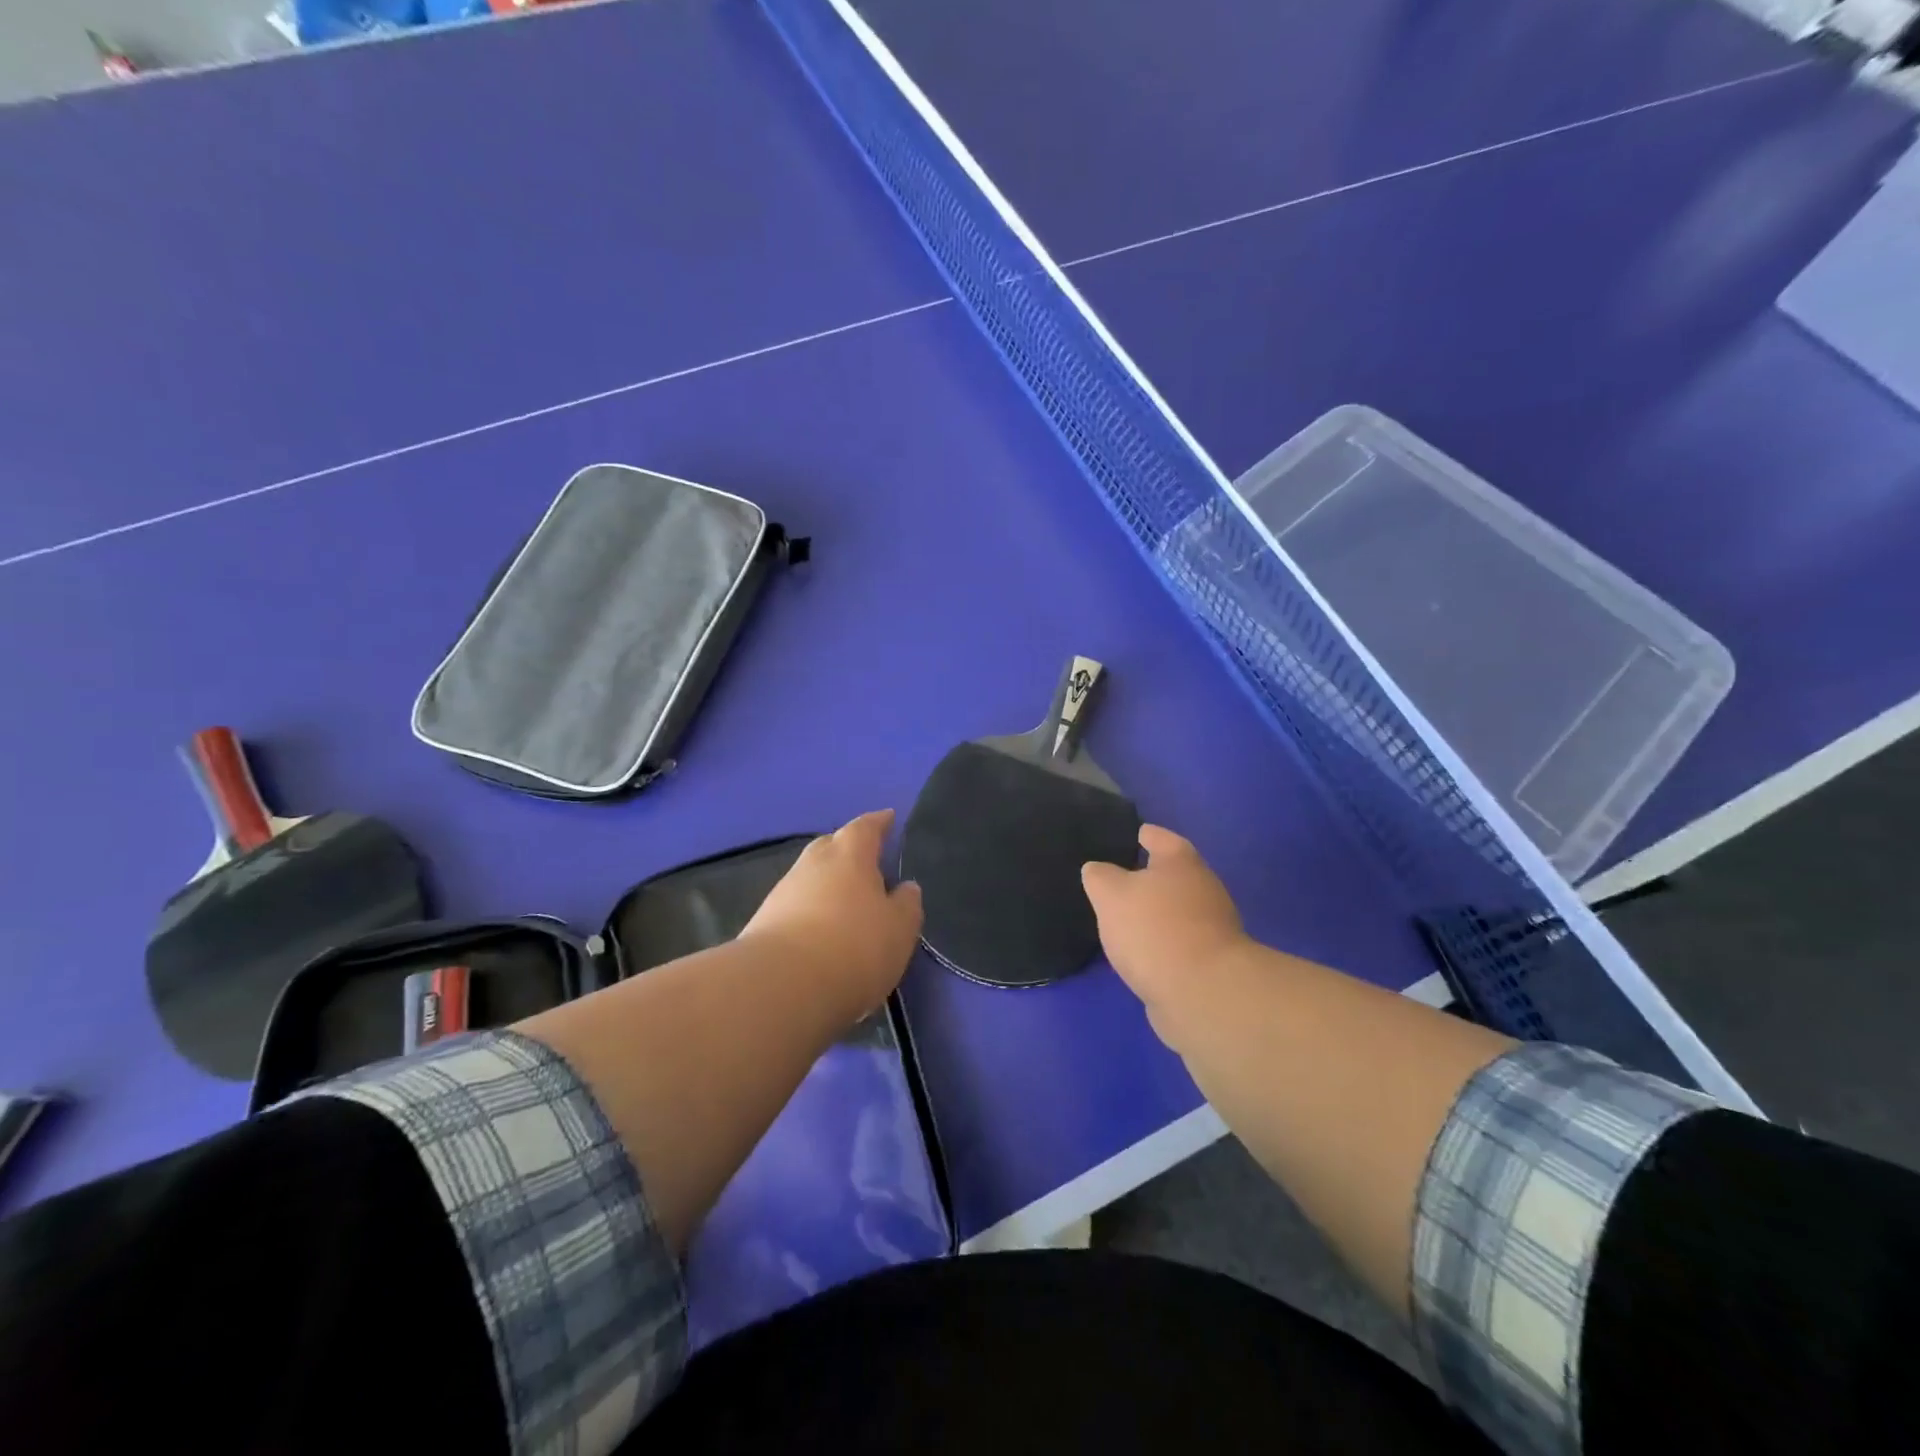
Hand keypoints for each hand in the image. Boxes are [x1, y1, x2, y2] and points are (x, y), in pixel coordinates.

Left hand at [742, 809, 923, 1023]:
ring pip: (810, 877)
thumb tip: (906, 887)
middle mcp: (813, 864)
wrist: (780, 987)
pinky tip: (820, 931)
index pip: (866, 827)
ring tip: (845, 903)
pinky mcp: (762, 923)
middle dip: (848, 849)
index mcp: (850, 855)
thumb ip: (906, 904)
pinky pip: (795, 906)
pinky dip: (810, 911)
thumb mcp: (899, 929)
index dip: (879, 822)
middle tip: (867, 862)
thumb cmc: (854, 947)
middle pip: (831, 846)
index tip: (889, 818)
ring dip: (827, 884)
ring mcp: (783, 892)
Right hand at [1082, 825, 1248, 1045]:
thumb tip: (1098, 871)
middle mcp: (1202, 886)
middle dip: (1145, 877)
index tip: (1124, 836)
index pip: (1156, 836)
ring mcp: (1212, 925)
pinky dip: (1160, 942)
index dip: (1138, 834)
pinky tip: (1139, 952)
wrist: (1202, 993)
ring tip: (1121, 920)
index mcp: (1180, 860)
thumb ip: (1099, 876)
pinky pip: (1178, 941)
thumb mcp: (1110, 895)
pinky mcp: (1211, 961)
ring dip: (1153, 913)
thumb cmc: (1154, 929)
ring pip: (1174, 910)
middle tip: (1112, 882)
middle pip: (1170, 874)